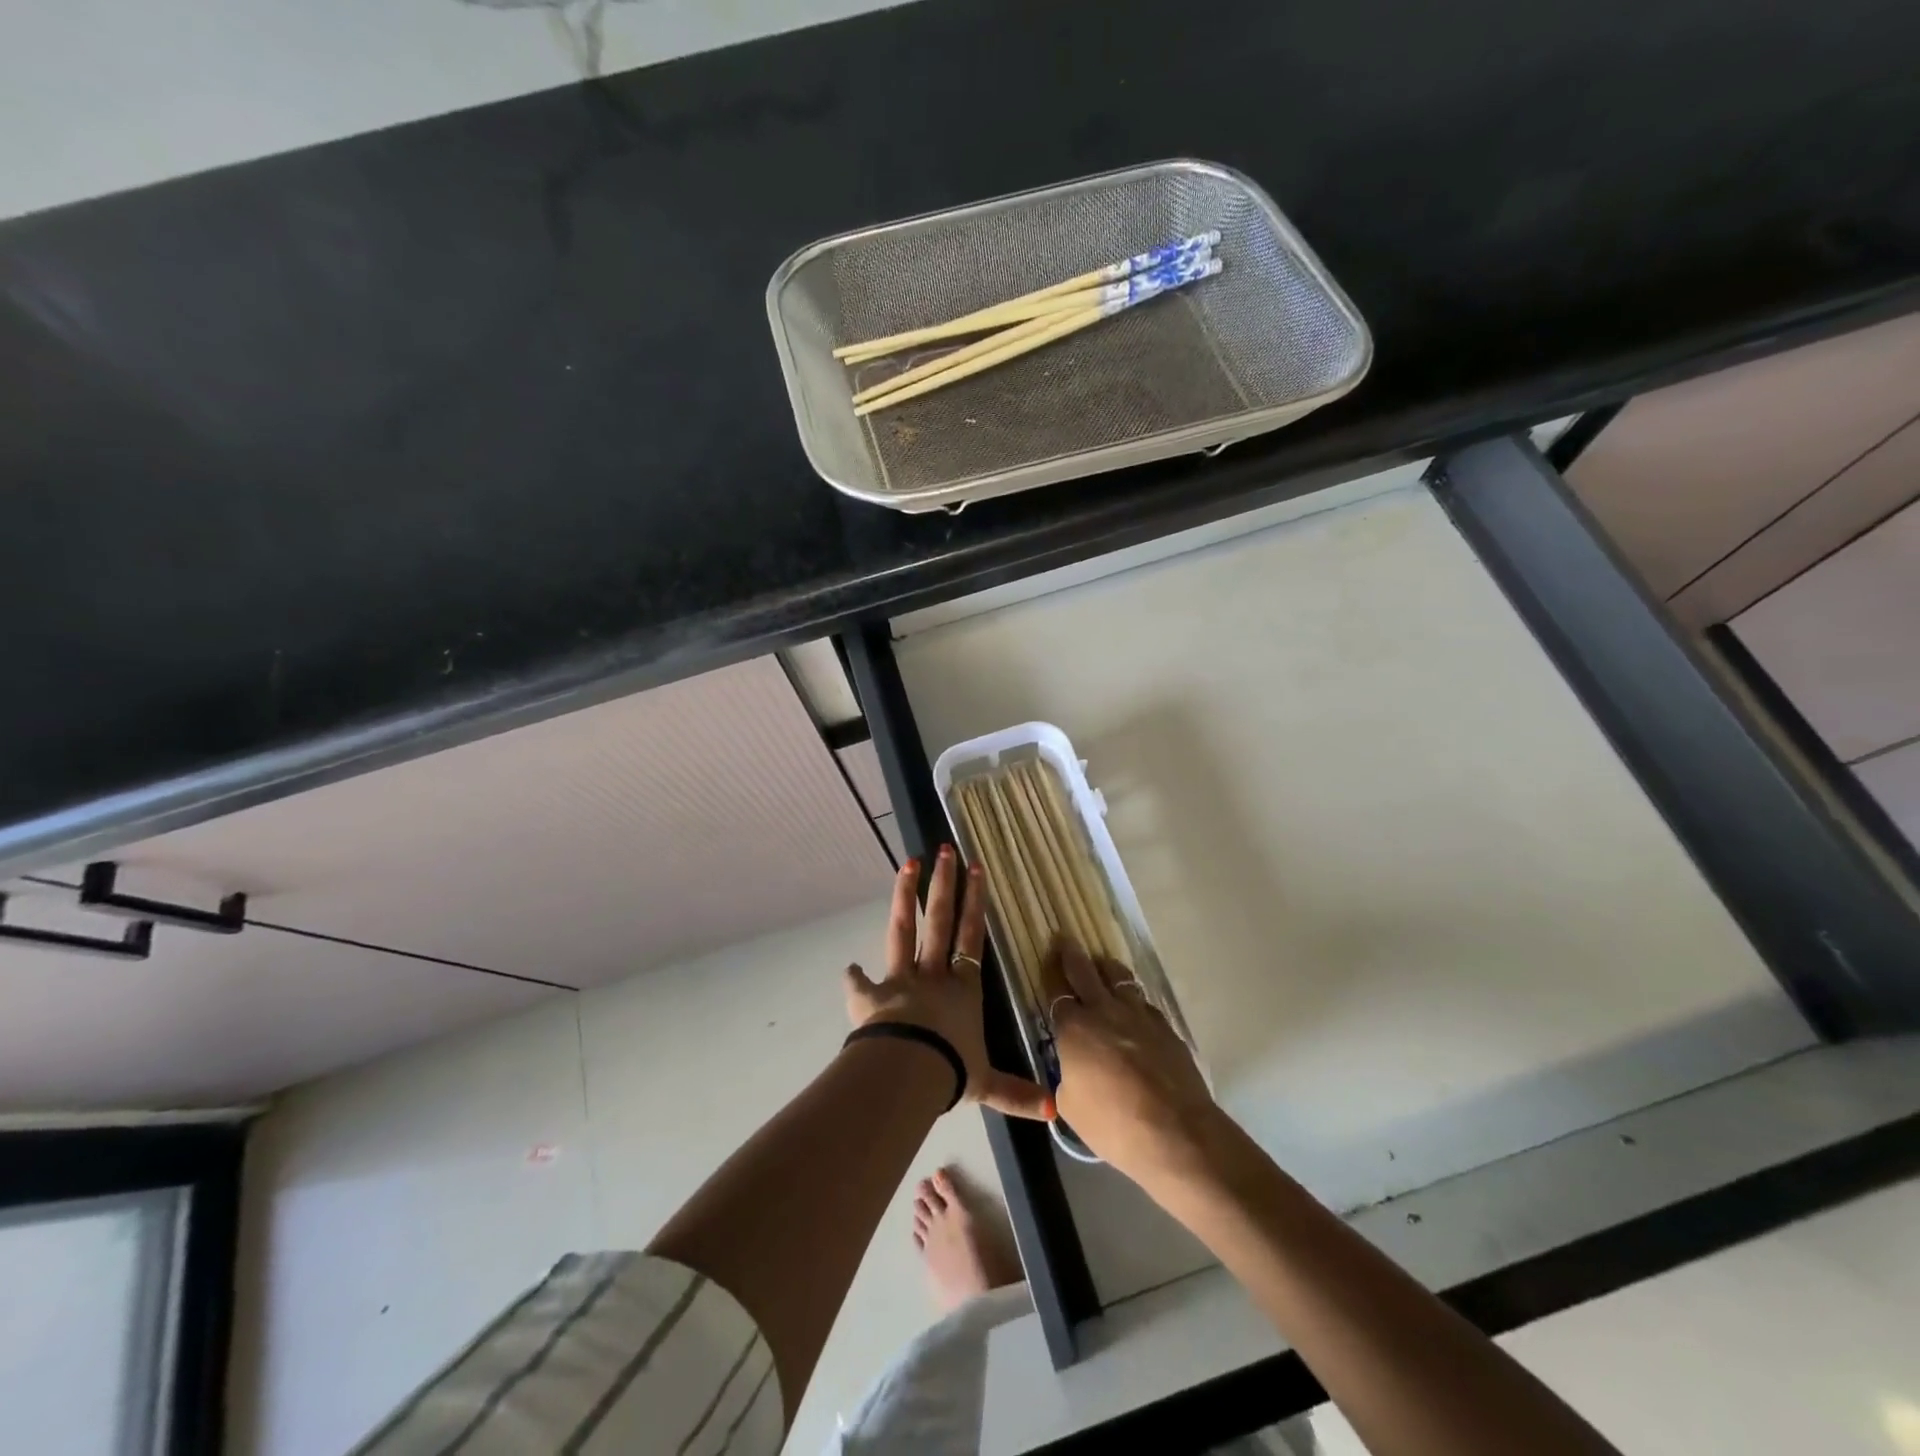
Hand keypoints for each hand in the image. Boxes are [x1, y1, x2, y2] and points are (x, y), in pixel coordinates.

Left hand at [845, 849, 1051, 1120]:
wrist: (909, 1073)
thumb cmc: (952, 1072)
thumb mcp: (989, 1085)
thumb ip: (1018, 1093)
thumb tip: (1055, 1111)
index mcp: (962, 988)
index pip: (971, 937)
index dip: (974, 903)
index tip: (976, 870)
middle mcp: (933, 975)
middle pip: (939, 921)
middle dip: (944, 885)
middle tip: (946, 851)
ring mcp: (901, 980)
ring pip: (903, 930)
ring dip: (904, 896)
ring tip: (908, 864)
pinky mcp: (871, 995)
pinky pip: (859, 984)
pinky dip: (853, 977)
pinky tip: (848, 966)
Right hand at [1039, 937, 1224, 1186]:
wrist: (1176, 1133)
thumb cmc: (1113, 1125)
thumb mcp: (1071, 1106)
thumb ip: (1066, 1076)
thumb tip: (1073, 1069)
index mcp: (1074, 1028)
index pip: (1056, 991)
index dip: (1049, 974)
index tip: (1046, 959)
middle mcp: (1104, 1011)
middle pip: (1085, 970)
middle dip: (1072, 953)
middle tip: (1065, 939)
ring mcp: (1139, 1015)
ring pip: (1119, 978)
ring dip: (1107, 969)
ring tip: (1102, 966)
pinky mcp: (1165, 1027)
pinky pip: (1143, 1002)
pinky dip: (1133, 999)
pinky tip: (1133, 1008)